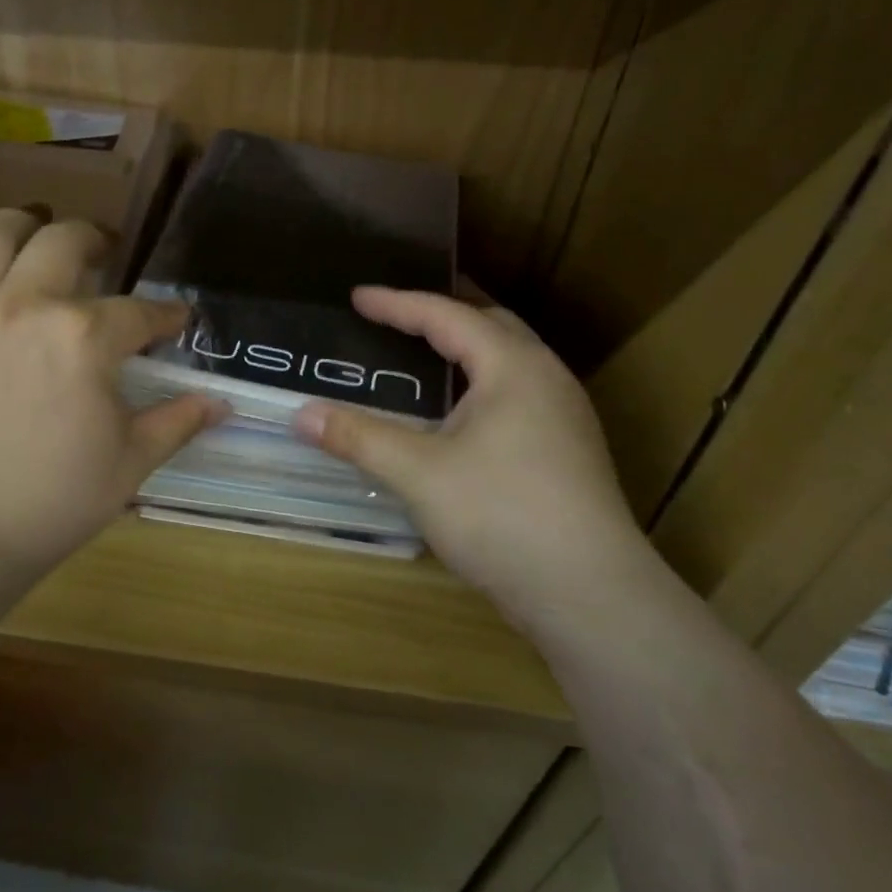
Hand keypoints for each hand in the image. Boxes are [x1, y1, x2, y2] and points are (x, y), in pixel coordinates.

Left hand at [0, 207, 225, 578]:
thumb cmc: (55, 499)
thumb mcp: (131, 462)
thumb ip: (178, 421)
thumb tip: (222, 403)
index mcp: (83, 337)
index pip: (140, 312)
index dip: (167, 315)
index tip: (178, 319)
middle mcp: (25, 305)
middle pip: (66, 241)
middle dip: (96, 240)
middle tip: (107, 252)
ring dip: (24, 224)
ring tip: (39, 230)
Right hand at [293, 287, 643, 601]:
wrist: (590, 594)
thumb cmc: (502, 515)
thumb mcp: (419, 473)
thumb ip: (359, 437)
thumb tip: (300, 414)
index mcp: (512, 366)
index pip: (447, 316)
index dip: (397, 303)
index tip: (357, 296)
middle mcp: (545, 378)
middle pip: (490, 325)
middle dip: (441, 314)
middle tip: (397, 315)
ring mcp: (563, 416)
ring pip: (508, 361)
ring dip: (465, 349)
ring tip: (424, 355)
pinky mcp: (566, 451)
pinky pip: (516, 393)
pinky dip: (479, 383)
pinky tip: (458, 414)